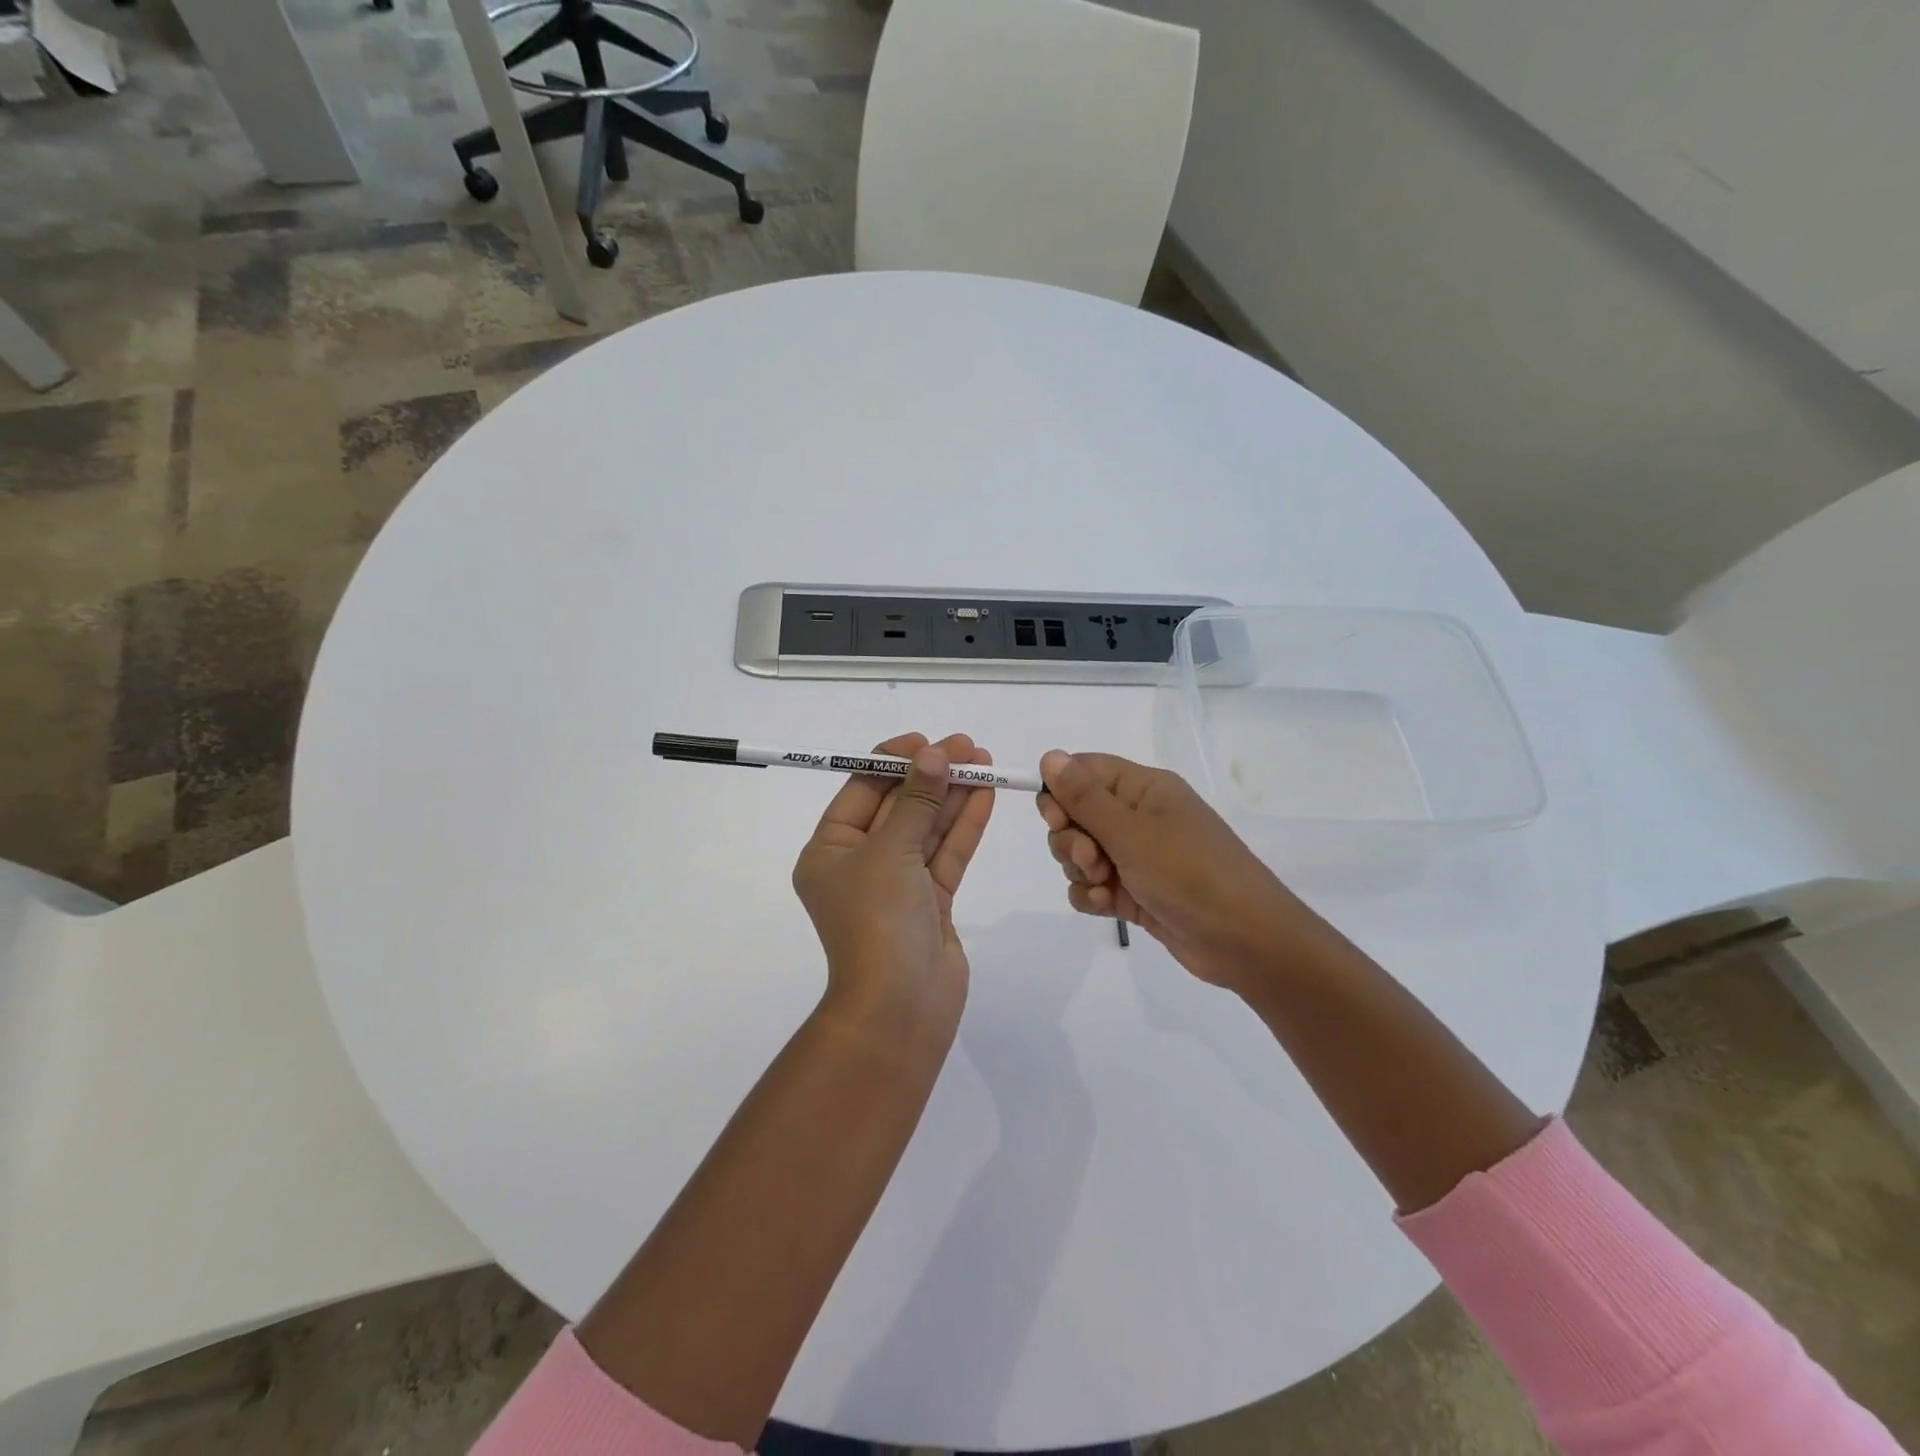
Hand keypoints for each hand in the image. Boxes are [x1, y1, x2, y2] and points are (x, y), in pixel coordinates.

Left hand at [793, 732, 996, 1044]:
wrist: (900, 1009)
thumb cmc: (877, 922)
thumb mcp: (891, 852)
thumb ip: (917, 801)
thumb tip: (934, 754)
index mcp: (830, 851)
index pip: (861, 791)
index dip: (893, 761)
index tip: (927, 741)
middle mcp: (860, 864)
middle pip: (899, 806)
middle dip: (931, 775)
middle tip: (967, 746)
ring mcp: (898, 884)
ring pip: (927, 829)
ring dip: (953, 795)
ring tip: (984, 761)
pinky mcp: (930, 902)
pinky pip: (947, 855)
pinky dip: (964, 826)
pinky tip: (985, 795)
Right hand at [1036, 750, 1319, 995]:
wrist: (1245, 941)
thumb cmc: (1189, 873)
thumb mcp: (1131, 832)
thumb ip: (1084, 797)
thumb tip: (1049, 755)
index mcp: (1143, 788)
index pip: (1083, 771)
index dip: (1060, 792)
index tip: (1056, 819)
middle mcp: (1139, 817)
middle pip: (1075, 815)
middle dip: (1070, 840)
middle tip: (1092, 860)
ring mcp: (1137, 857)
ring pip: (1080, 853)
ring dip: (1080, 871)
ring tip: (1106, 887)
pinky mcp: (1135, 892)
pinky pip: (1093, 886)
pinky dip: (1092, 896)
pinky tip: (1108, 906)